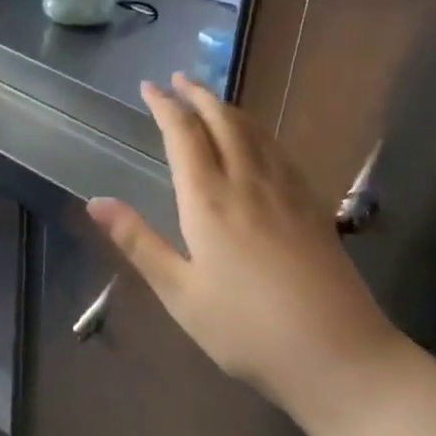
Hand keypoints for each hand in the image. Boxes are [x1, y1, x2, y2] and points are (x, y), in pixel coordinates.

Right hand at [86, 74, 403, 426]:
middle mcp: (246, 181)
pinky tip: (257, 137)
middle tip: (178, 78)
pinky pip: (278, 148)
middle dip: (197, 94)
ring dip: (227, 106)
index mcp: (208, 199)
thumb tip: (95, 201)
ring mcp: (285, 190)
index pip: (182, 133)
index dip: (164, 105)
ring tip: (210, 98)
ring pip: (253, 130)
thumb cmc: (248, 330)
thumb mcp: (180, 294)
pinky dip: (257, 129)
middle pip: (221, 120)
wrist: (341, 357)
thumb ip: (138, 242)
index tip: (149, 86)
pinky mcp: (311, 205)